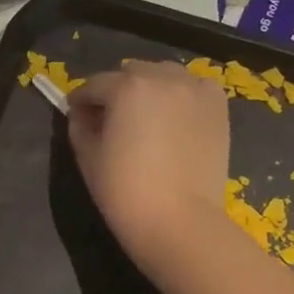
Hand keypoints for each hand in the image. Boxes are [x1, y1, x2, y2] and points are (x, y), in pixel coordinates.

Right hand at [68, 61, 229, 267]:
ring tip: (145, 116)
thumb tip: (81, 113)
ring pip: (164, 75)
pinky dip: (181, 95)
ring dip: (149, 88)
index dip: (81, 99)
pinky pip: (193, 87)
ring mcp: (195, 90)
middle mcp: (162, 77)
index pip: (95, 85)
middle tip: (111, 117)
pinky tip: (175, 117)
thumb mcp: (88, 157)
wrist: (178, 220)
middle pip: (131, 73)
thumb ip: (79, 126)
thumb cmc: (124, 191)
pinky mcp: (217, 107)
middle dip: (116, 90)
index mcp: (126, 87)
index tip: (76, 113)